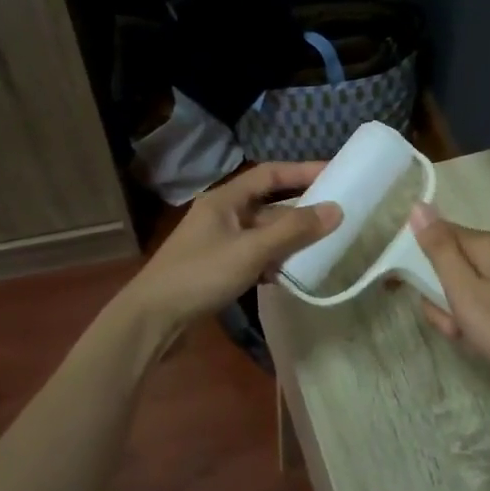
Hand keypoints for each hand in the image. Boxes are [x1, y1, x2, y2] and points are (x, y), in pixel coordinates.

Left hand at [123, 163, 342, 330]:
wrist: (153, 319)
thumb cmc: (200, 275)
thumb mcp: (251, 250)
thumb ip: (293, 230)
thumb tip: (335, 210)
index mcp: (224, 200)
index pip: (268, 175)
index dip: (301, 172)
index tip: (334, 174)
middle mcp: (221, 216)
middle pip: (268, 206)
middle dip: (299, 212)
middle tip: (336, 217)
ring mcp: (218, 243)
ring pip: (262, 234)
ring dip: (289, 240)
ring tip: (323, 248)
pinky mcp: (217, 269)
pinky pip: (254, 257)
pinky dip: (273, 262)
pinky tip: (291, 275)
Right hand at [408, 204, 489, 389]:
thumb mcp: (463, 291)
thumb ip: (439, 249)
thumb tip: (418, 206)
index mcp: (488, 244)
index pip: (438, 235)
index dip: (420, 261)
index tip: (411, 290)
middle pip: (452, 263)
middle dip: (442, 295)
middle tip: (452, 324)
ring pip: (466, 285)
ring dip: (458, 312)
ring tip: (469, 336)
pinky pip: (484, 299)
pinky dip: (476, 319)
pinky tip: (483, 340)